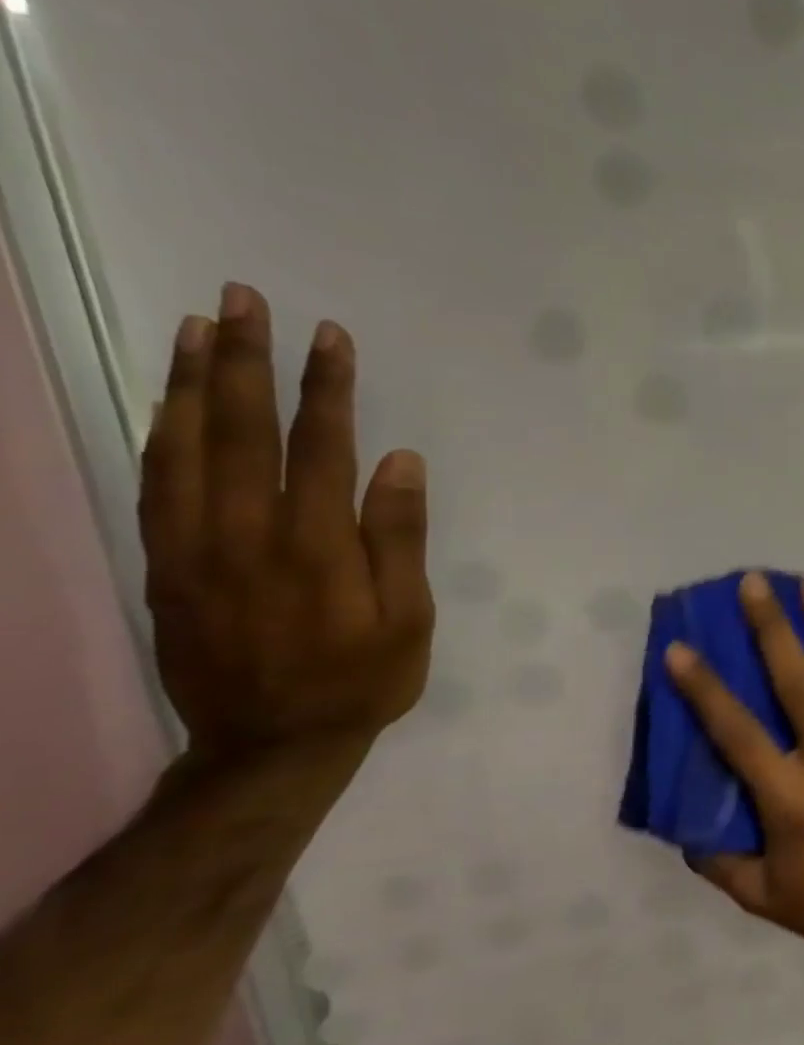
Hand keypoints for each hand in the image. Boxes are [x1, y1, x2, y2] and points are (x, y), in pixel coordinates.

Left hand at [139, 282, 433, 760]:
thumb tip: (400, 462)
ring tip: (198, 328)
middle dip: (245, 360)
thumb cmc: (363, 679)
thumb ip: (399, 538)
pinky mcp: (165, 565)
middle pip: (239, 430)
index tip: (329, 336)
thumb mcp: (408, 618)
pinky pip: (153, 483)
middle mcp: (244, 533)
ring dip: (191, 383)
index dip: (325, 387)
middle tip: (242, 300)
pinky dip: (160, 433)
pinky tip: (172, 404)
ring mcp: (193, 547)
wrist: (273, 743)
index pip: (318, 445)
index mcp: (314, 546)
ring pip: (182, 447)